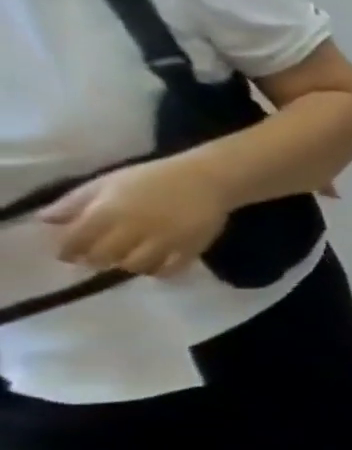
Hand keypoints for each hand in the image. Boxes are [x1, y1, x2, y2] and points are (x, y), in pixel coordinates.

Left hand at [39, 157, 229, 276]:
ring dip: (128, 265)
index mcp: (108, 212)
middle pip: (105, 257)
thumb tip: (46, 220)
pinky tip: (156, 264)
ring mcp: (165, 241)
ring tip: (129, 259)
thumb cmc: (152, 178)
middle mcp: (134, 229)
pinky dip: (159, 271)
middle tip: (99, 258)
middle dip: (97, 260)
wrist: (206, 180)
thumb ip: (75, 202)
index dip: (68, 250)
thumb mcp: (106, 183)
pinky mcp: (191, 248)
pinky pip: (170, 269)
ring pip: (137, 266)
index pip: (76, 240)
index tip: (69, 254)